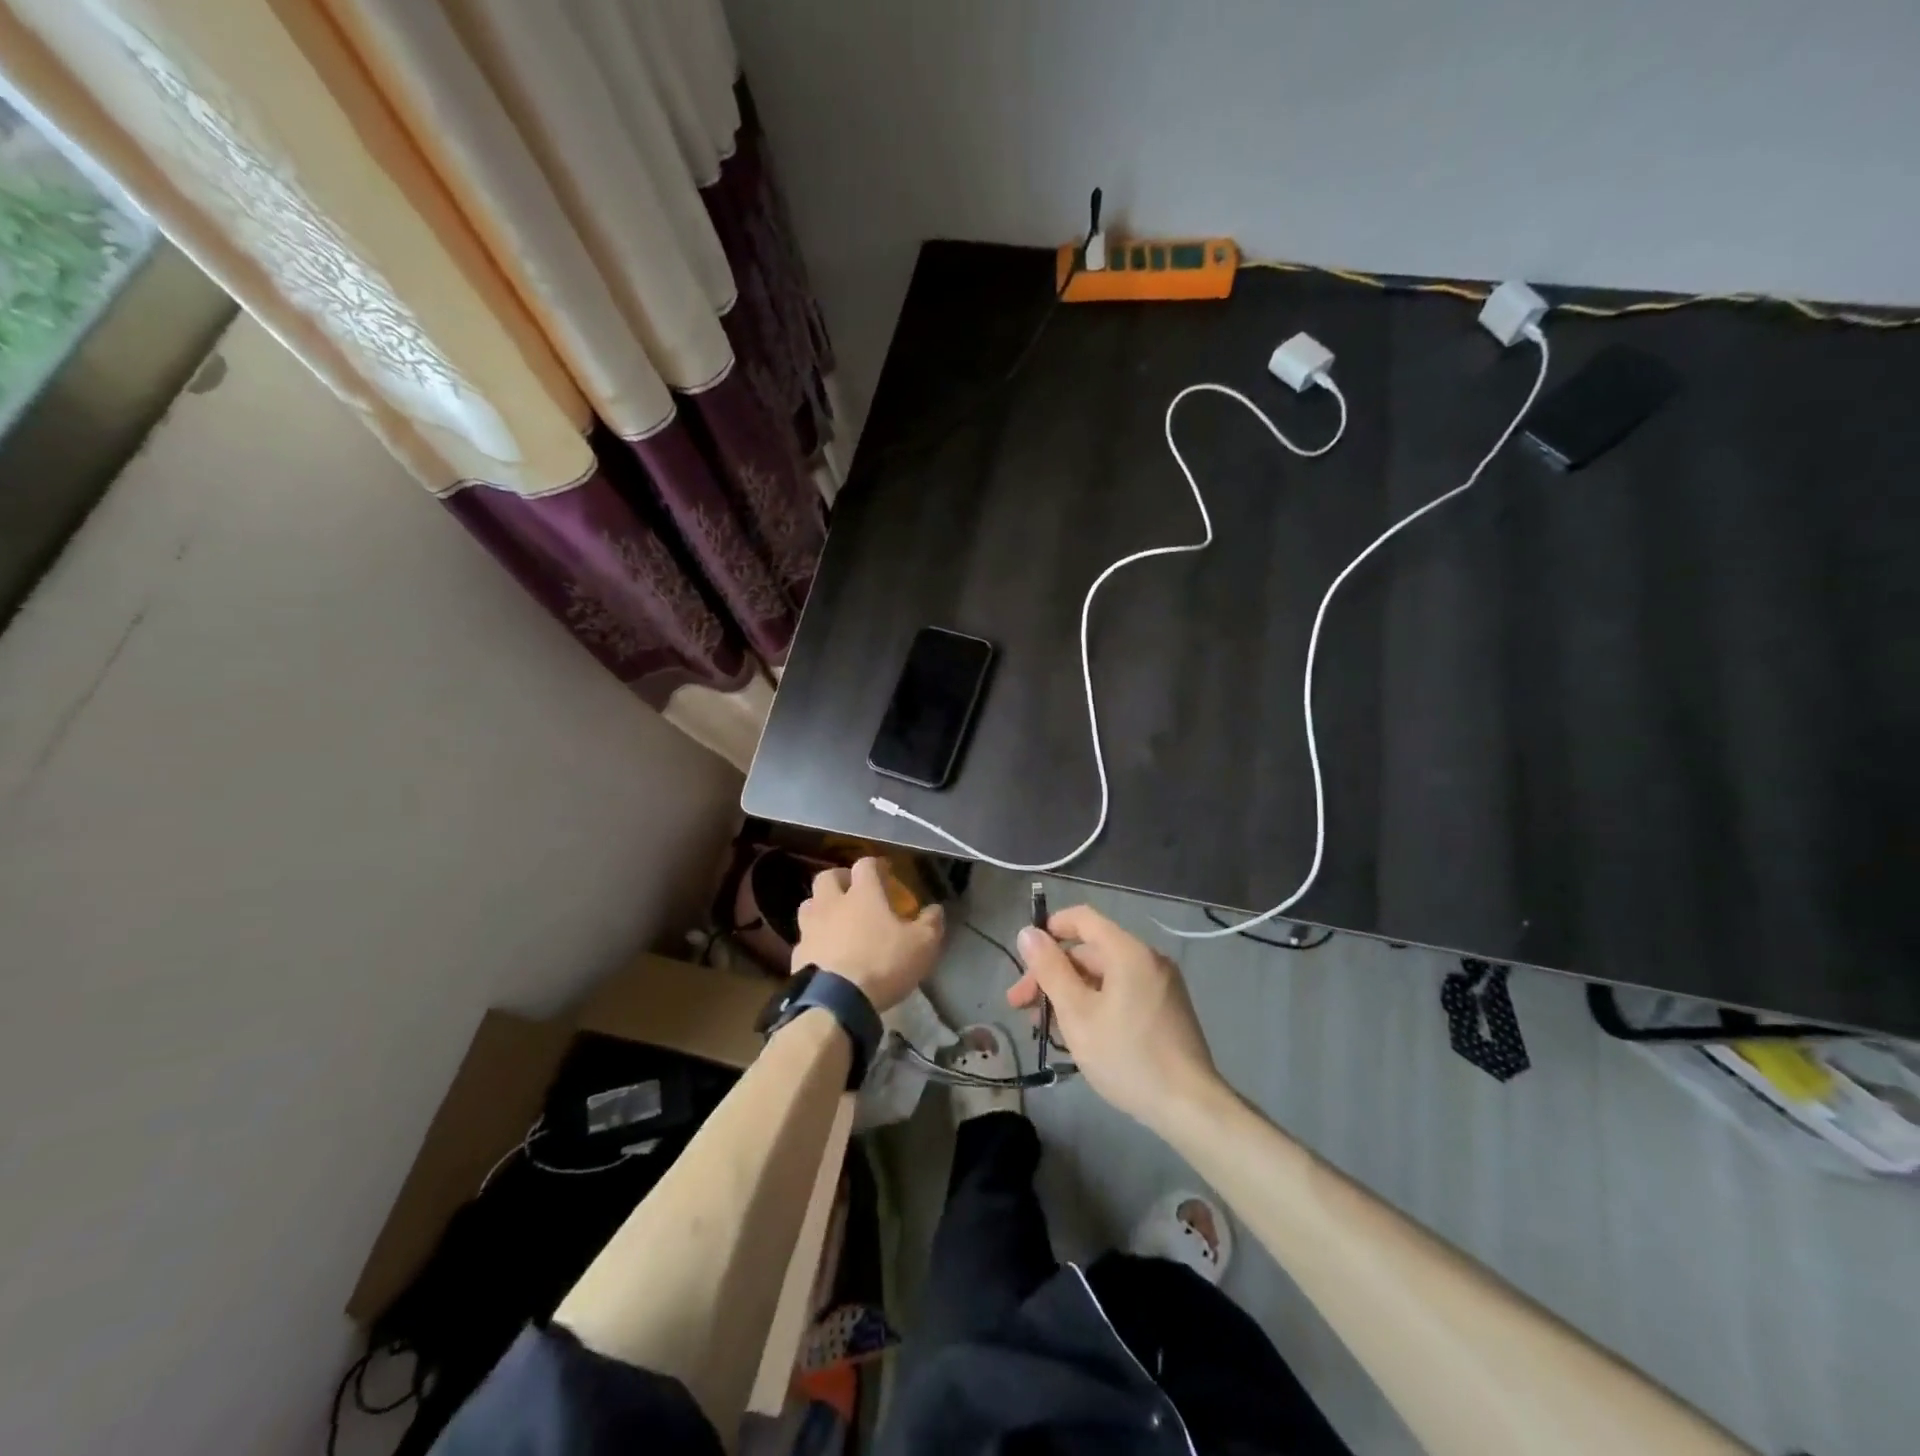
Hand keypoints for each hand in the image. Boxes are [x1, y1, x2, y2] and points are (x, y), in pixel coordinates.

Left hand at [793, 857, 944, 1012]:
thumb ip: (930, 924)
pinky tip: (824, 953)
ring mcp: (810, 928)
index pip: (865, 865)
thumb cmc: (882, 964)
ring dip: (821, 906)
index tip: (884, 873)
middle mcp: (832, 903)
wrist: (835, 1002)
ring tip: (835, 920)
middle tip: (853, 892)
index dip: (875, 866)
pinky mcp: (797, 954)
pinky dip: (814, 940)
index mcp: (863, 894)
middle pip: (827, 877)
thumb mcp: (922, 945)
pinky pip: (804, 938)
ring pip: (809, 904)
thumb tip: (936, 909)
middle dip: (840, 880)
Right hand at [1009, 905, 1220, 1130]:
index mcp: (1128, 952)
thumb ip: (1050, 970)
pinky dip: (1096, 1003)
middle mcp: (1148, 959)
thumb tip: (1028, 933)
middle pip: (1090, 951)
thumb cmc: (1127, 1056)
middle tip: (1021, 1006)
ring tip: (1045, 1027)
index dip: (1050, 929)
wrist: (1190, 1107)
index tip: (1025, 957)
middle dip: (1053, 973)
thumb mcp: (1077, 1014)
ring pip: (1105, 975)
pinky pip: (1123, 992)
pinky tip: (1079, 1033)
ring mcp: (1161, 984)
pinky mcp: (1167, 1009)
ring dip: (1071, 992)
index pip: (1083, 918)